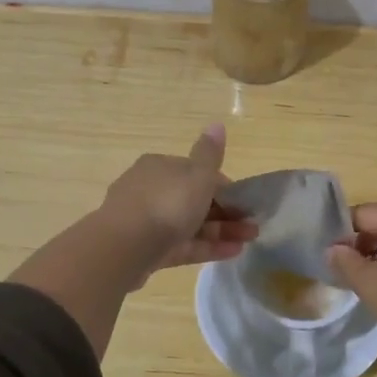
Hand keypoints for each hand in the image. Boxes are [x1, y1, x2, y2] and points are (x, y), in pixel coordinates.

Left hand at [99, 124, 256, 278]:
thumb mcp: (197, 175)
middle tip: (252, 226)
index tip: (244, 202)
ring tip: (249, 241)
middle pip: (194, 200)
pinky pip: (182, 245)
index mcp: (160, 166)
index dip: (224, 187)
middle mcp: (151, 190)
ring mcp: (147, 221)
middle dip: (226, 212)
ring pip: (190, 224)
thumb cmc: (167, 204)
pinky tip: (233, 253)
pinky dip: (206, 246)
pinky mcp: (147, 249)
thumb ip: (210, 153)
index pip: (197, 173)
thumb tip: (217, 124)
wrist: (124, 247)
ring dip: (221, 231)